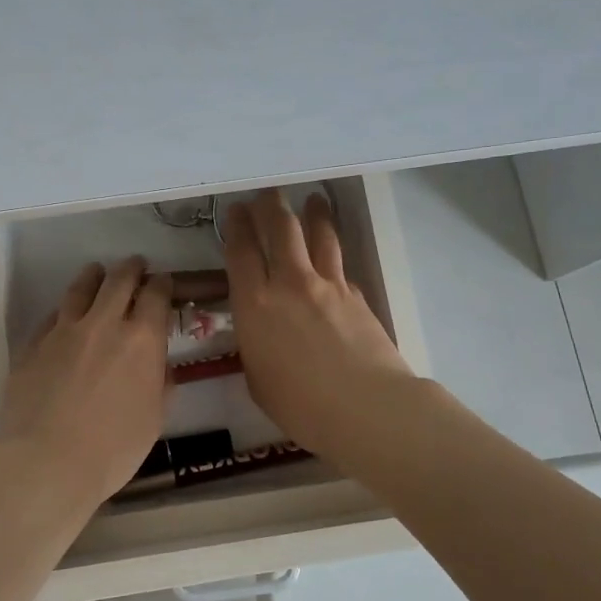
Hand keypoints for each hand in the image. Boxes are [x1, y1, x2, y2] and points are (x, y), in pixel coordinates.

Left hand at [0, 257, 172, 509]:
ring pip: (81, 289)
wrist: (46, 461)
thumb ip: (159, 384)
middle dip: (131, 269)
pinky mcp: (33, 344)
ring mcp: (63, 331)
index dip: (162, 285)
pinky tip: (65, 314)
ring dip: (94, 276)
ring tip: (97, 272)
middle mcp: (104, 324)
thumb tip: (158, 366)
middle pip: (119, 281)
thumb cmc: (113, 449)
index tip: (162, 283)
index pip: (156, 295)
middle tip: (135, 265)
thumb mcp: (154, 419)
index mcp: (142, 340)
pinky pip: (52, 316)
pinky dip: (65, 310)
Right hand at [225, 190, 412, 458]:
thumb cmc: (300, 404)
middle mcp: (289, 283)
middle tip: (267, 194)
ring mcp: (327, 284)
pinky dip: (333, 255)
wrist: (365, 407)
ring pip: (319, 235)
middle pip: (281, 229)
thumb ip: (255, 345)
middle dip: (270, 206)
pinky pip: (340, 266)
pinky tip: (332, 255)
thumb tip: (261, 331)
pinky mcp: (356, 294)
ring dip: (313, 214)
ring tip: (313, 200)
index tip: (235, 211)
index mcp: (255, 304)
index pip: (241, 251)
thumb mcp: (258, 378)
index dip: (236, 226)